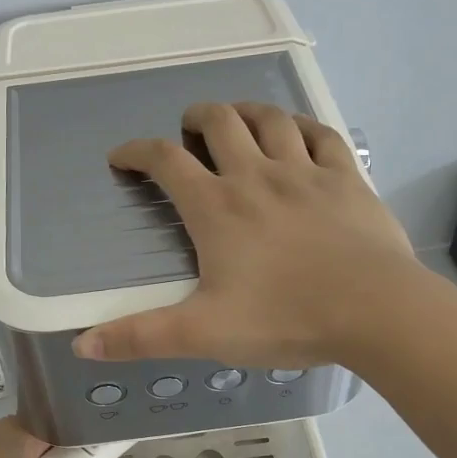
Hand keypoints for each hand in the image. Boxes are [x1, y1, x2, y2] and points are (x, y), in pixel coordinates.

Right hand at [72, 102, 428, 368]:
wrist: (375, 310)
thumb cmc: (284, 318)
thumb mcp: (203, 333)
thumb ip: (140, 337)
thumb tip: (81, 345)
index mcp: (217, 208)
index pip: (165, 161)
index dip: (137, 152)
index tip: (122, 157)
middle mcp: (256, 176)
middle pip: (220, 123)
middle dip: (196, 118)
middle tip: (189, 129)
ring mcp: (305, 172)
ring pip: (270, 119)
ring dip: (247, 112)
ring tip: (237, 120)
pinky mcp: (346, 178)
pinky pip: (320, 135)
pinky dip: (301, 127)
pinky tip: (297, 134)